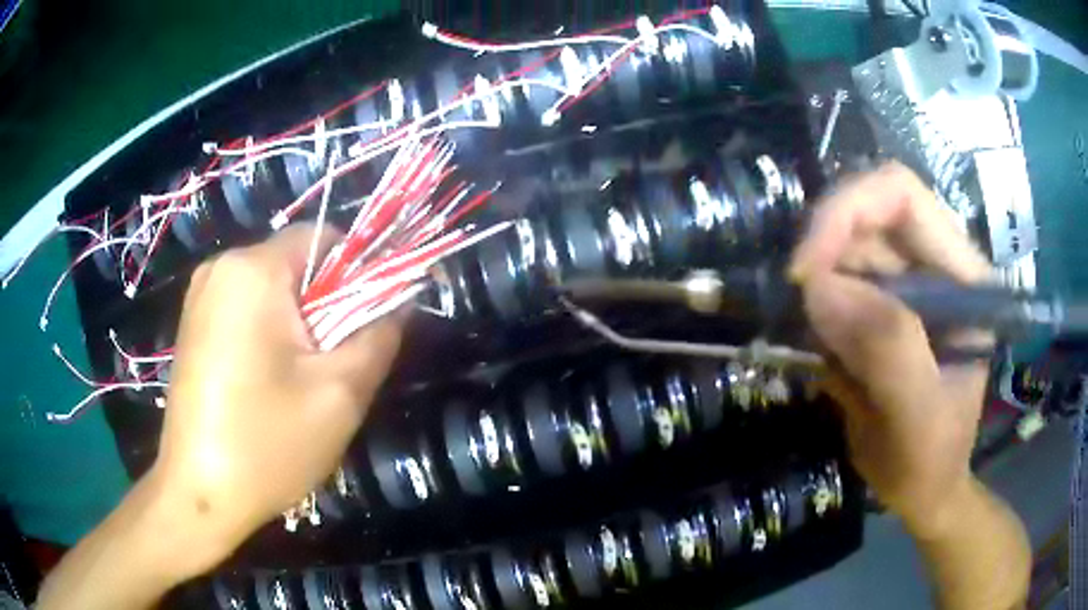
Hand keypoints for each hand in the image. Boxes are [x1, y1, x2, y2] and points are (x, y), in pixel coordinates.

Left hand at [151, 223, 401, 570]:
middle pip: (297, 264)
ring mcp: (201, 296)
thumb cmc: (266, 444)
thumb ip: (380, 335)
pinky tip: (270, 385)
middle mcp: (220, 268)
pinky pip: (247, 310)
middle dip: (328, 306)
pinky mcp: (194, 325)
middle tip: (335, 365)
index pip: (325, 237)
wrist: (199, 495)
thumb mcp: (340, 393)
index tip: (371, 324)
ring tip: (303, 382)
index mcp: (252, 270)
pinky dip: (271, 335)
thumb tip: (400, 298)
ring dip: (301, 325)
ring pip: (273, 290)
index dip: (360, 272)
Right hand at [789, 163, 992, 537]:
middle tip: (801, 318)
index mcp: (962, 276)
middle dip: (825, 259)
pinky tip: (826, 362)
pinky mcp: (880, 309)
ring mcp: (905, 287)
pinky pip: (834, 287)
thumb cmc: (931, 461)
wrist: (923, 489)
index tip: (805, 269)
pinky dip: (815, 317)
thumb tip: (820, 287)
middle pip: (866, 218)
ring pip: (844, 252)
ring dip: (818, 295)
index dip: (848, 210)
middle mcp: (934, 266)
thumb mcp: (918, 418)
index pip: (902, 196)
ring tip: (825, 358)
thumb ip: (889, 351)